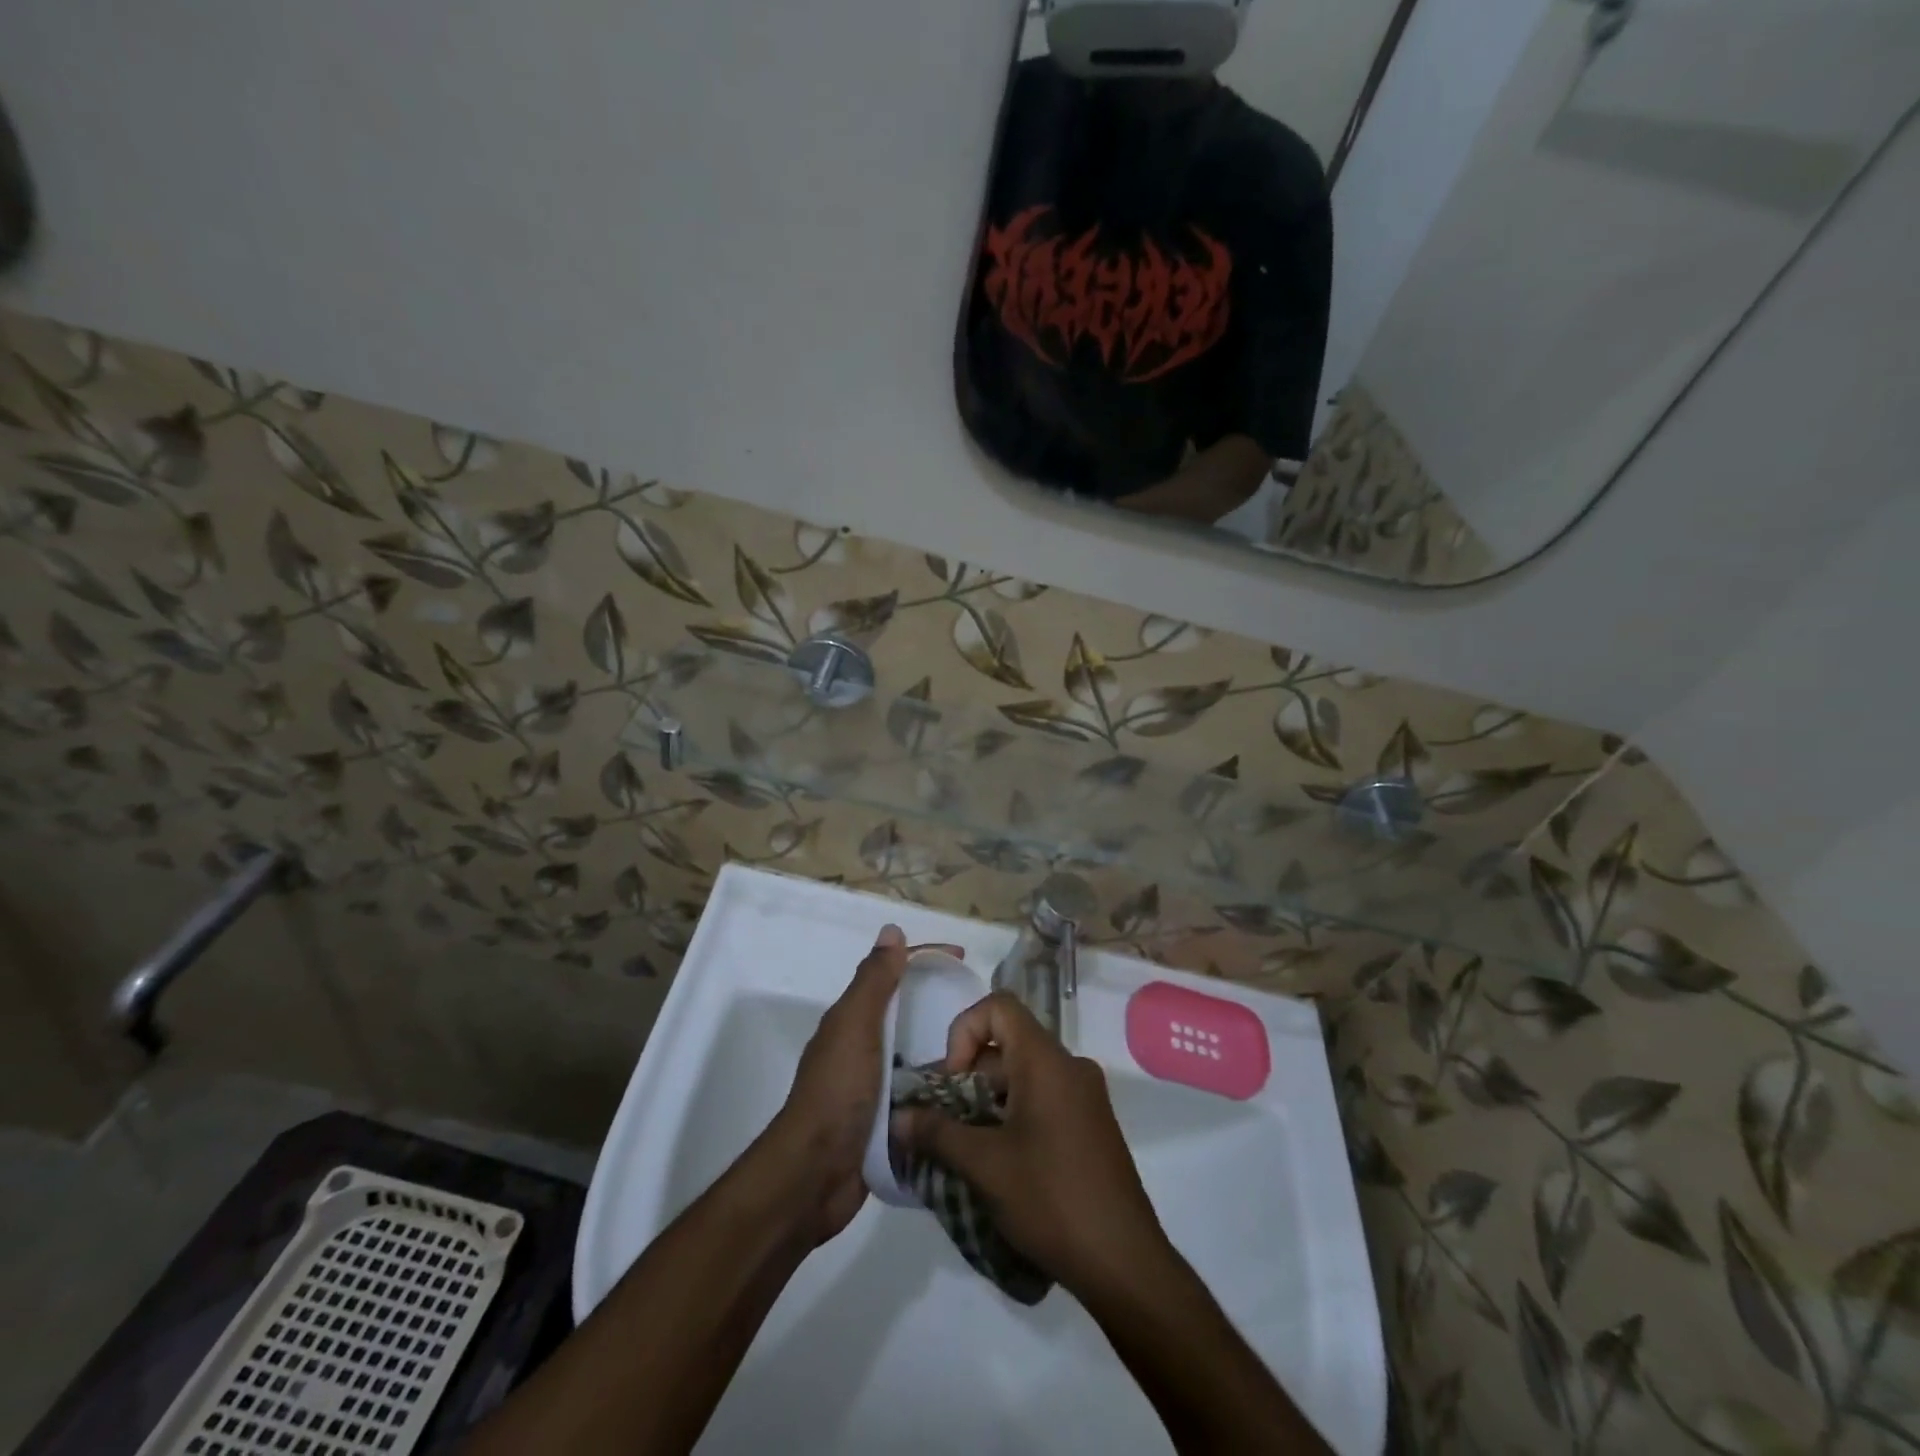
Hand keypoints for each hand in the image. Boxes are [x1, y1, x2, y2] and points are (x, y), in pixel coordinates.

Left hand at [768, 924, 960, 1245]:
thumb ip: (874, 981)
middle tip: (985, 1012)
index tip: (965, 960)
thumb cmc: (836, 1092)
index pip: (893, 975)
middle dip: (942, 1006)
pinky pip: (920, 1095)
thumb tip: (892, 930)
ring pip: (916, 1056)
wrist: (813, 1176)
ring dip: (946, 1051)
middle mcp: (862, 1048)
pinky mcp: (886, 1123)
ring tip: (989, 1052)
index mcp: (852, 1021)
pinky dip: (941, 1090)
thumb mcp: (856, 1027)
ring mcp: (873, 1087)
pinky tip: (970, 1092)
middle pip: (907, 1014)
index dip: (926, 960)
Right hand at [893, 992, 1170, 1301]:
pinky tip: (996, 1163)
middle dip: (967, 1076)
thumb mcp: (984, 1166)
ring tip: (963, 1148)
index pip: (999, 1007)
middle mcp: (1069, 1066)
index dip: (965, 1030)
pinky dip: (1012, 1116)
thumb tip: (898, 1117)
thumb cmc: (1052, 1199)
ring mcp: (1084, 1097)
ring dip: (987, 1101)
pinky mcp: (1090, 1126)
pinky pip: (1042, 1099)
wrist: (1124, 1263)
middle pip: (1007, 1044)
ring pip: (1023, 1075)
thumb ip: (937, 1133)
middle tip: (943, 1121)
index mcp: (1046, 1061)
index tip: (952, 1081)